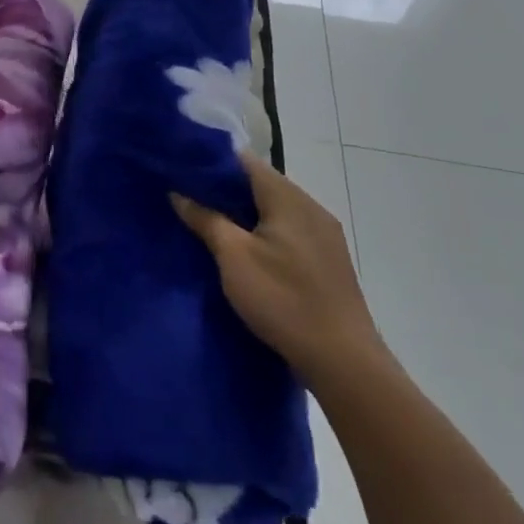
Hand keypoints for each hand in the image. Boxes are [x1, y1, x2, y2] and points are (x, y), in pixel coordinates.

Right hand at [173, 151, 386, 385]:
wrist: (344, 363)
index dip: (210, 162)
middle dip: (224, 188)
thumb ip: (205, 218)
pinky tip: (244, 249)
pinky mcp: (328, 261)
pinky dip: (262, 230)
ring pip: (274, 208)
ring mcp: (324, 235)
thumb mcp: (233, 257)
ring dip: (243, 211)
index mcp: (289, 199)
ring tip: (209, 221)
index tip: (180, 169)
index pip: (245, 161)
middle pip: (260, 183)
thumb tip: (179, 192)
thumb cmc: (283, 300)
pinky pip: (287, 230)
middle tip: (187, 196)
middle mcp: (311, 208)